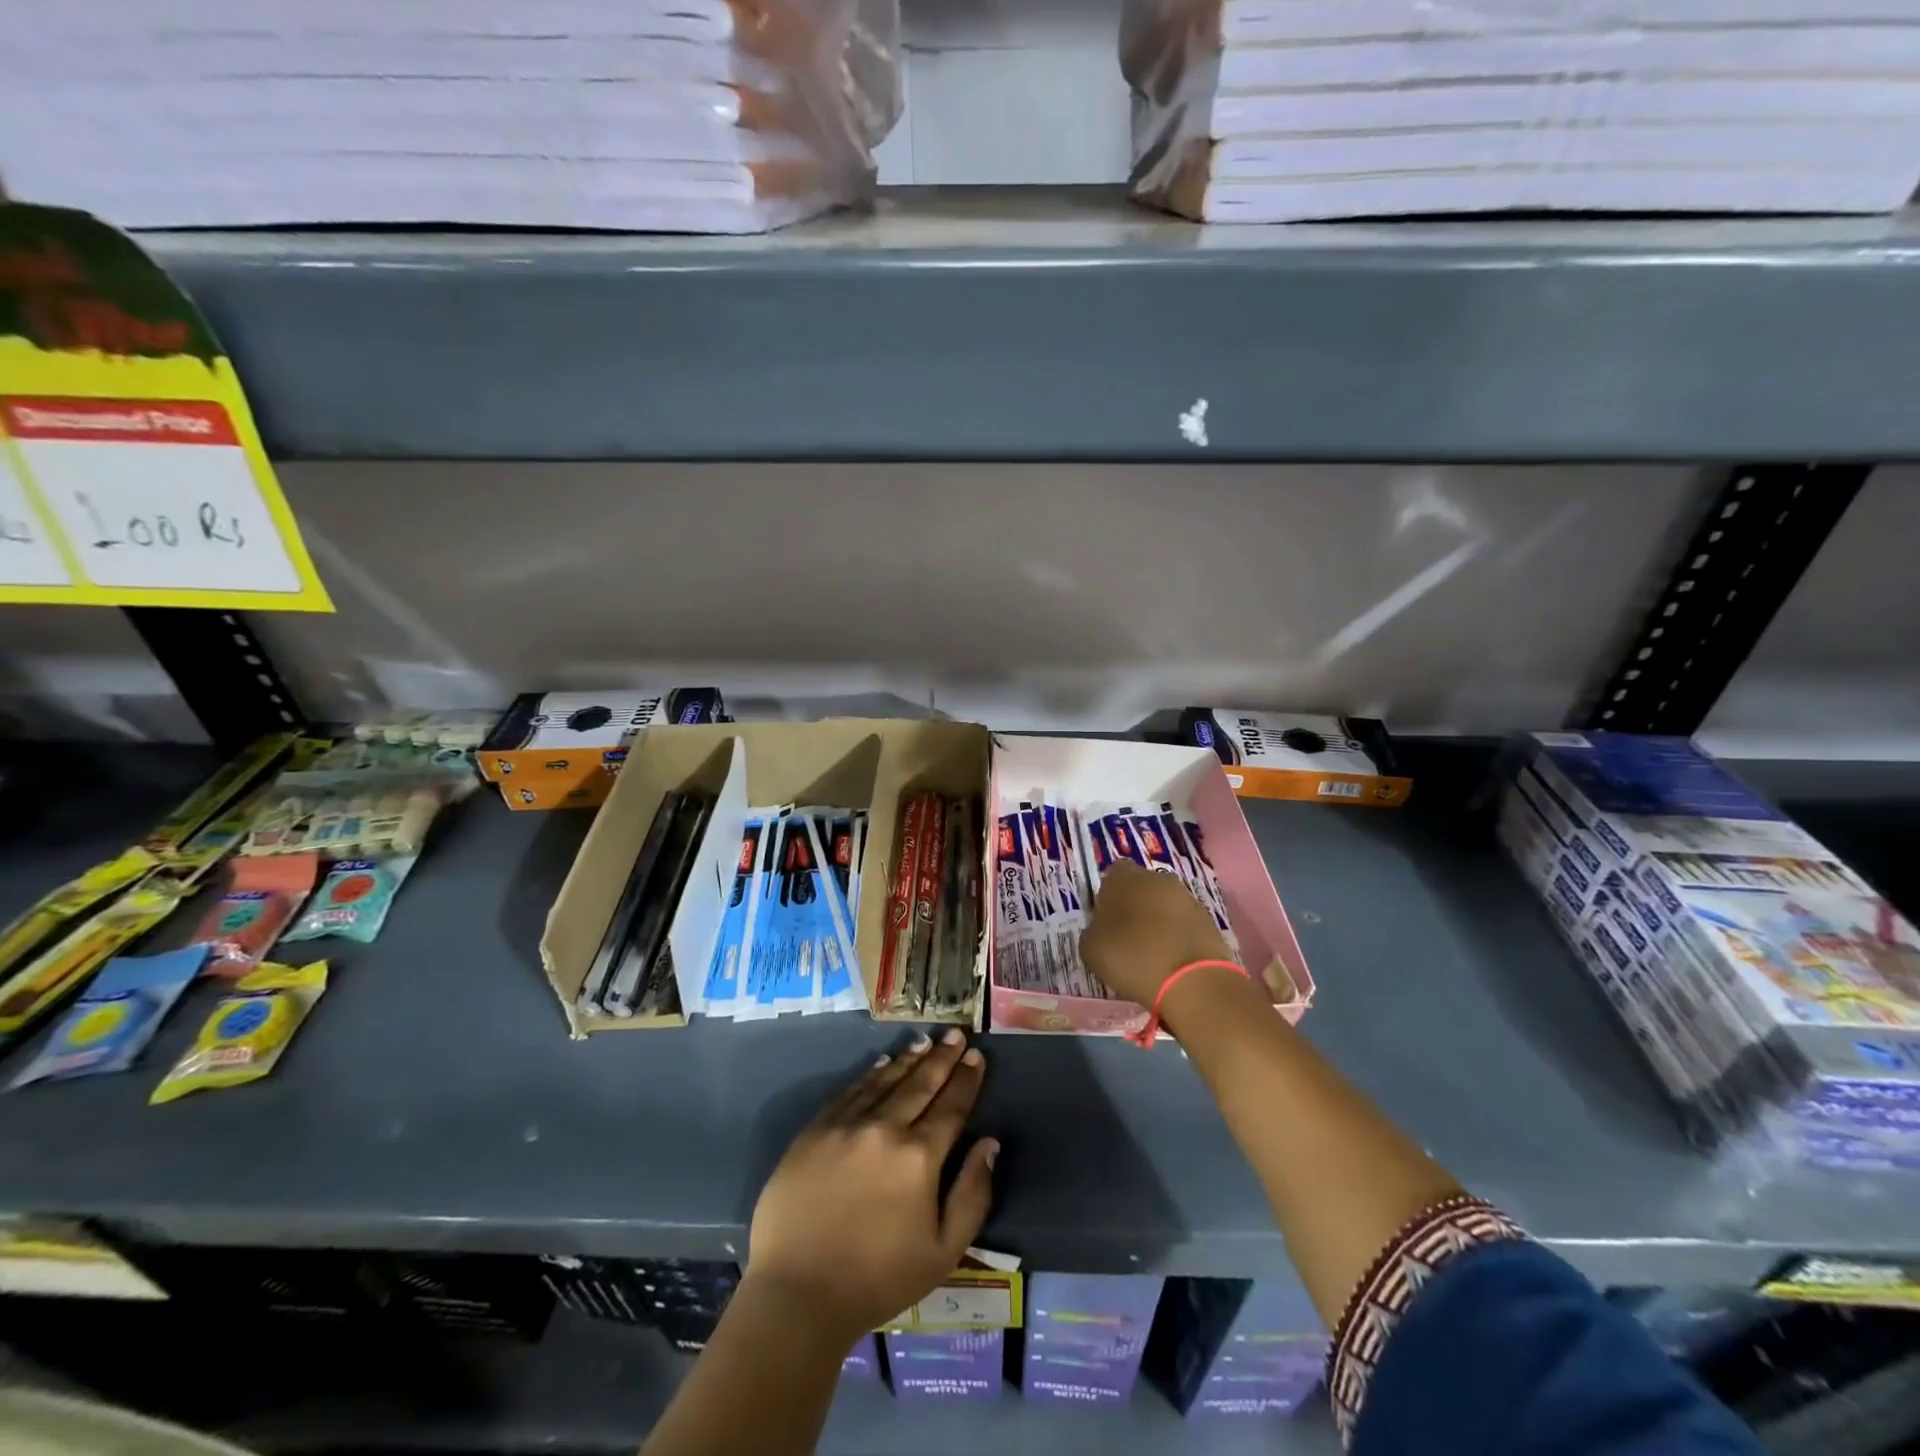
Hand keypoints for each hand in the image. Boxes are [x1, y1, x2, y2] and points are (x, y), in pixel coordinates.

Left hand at [746, 1029, 997, 1342]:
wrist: (798, 1294)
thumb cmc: (878, 1280)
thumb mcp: (943, 1252)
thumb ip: (972, 1195)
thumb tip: (989, 1145)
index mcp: (919, 1158)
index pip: (951, 1108)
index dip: (966, 1080)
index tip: (977, 1057)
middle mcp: (884, 1129)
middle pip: (920, 1085)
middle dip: (942, 1058)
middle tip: (956, 1034)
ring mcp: (846, 1125)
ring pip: (885, 1081)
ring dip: (909, 1059)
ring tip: (926, 1041)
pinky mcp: (815, 1130)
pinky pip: (850, 1091)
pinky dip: (871, 1074)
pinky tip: (883, 1063)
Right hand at [1079, 860, 1233, 1005]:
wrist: (1192, 982)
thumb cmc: (1132, 958)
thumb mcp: (1090, 949)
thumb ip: (1092, 930)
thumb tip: (1101, 929)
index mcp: (1124, 877)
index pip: (1112, 875)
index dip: (1107, 896)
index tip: (1105, 921)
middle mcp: (1158, 878)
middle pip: (1141, 888)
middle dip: (1135, 907)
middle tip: (1126, 938)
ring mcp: (1187, 898)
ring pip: (1165, 905)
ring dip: (1158, 922)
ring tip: (1151, 954)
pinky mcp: (1209, 920)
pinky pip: (1185, 924)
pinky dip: (1178, 938)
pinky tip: (1171, 962)